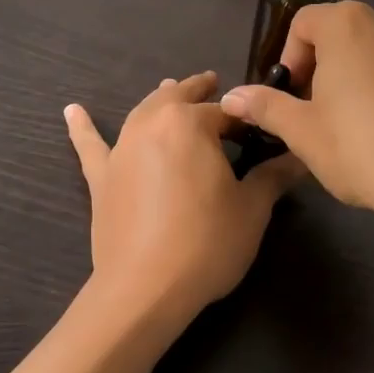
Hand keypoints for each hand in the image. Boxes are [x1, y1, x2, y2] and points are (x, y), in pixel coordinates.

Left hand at [65, 72, 302, 324]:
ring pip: (143, 111)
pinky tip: (72, 111)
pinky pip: (91, 145)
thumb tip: (301, 157)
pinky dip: (82, 127)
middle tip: (215, 83)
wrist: (144, 288)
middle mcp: (153, 123)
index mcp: (191, 124)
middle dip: (200, 91)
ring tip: (170, 87)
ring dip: (160, 98)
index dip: (248, 118)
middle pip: (180, 98)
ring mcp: (122, 148)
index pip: (227, 111)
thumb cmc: (206, 243)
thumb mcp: (251, 209)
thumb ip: (274, 176)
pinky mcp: (101, 176)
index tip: (263, 126)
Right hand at [218, 2, 373, 235]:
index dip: (292, 59)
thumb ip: (264, 106)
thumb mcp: (301, 132)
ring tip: (369, 108)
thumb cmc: (359, 150)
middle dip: (329, 62)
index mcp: (343, 24)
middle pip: (344, 29)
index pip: (303, 25)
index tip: (294, 97)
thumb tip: (231, 96)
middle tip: (324, 108)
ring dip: (372, 62)